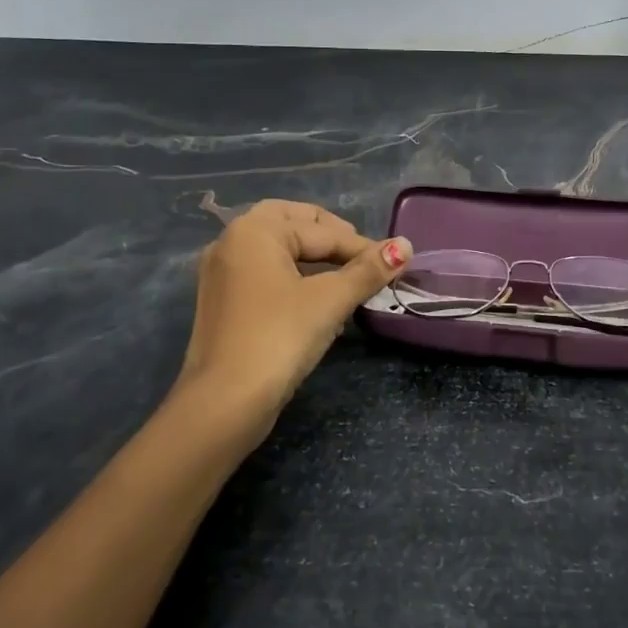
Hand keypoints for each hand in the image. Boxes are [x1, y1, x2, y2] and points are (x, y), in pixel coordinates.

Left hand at [175, 201, 411, 441]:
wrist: (224, 403)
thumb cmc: (279, 338)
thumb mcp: (330, 301)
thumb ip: (368, 270)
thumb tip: (405, 245)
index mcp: (254, 230)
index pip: (321, 230)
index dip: (362, 247)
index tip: (394, 266)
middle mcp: (231, 242)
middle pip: (293, 224)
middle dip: (331, 238)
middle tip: (363, 259)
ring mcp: (222, 273)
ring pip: (278, 250)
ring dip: (314, 258)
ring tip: (347, 280)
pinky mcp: (223, 303)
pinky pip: (265, 273)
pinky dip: (294, 277)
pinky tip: (317, 300)